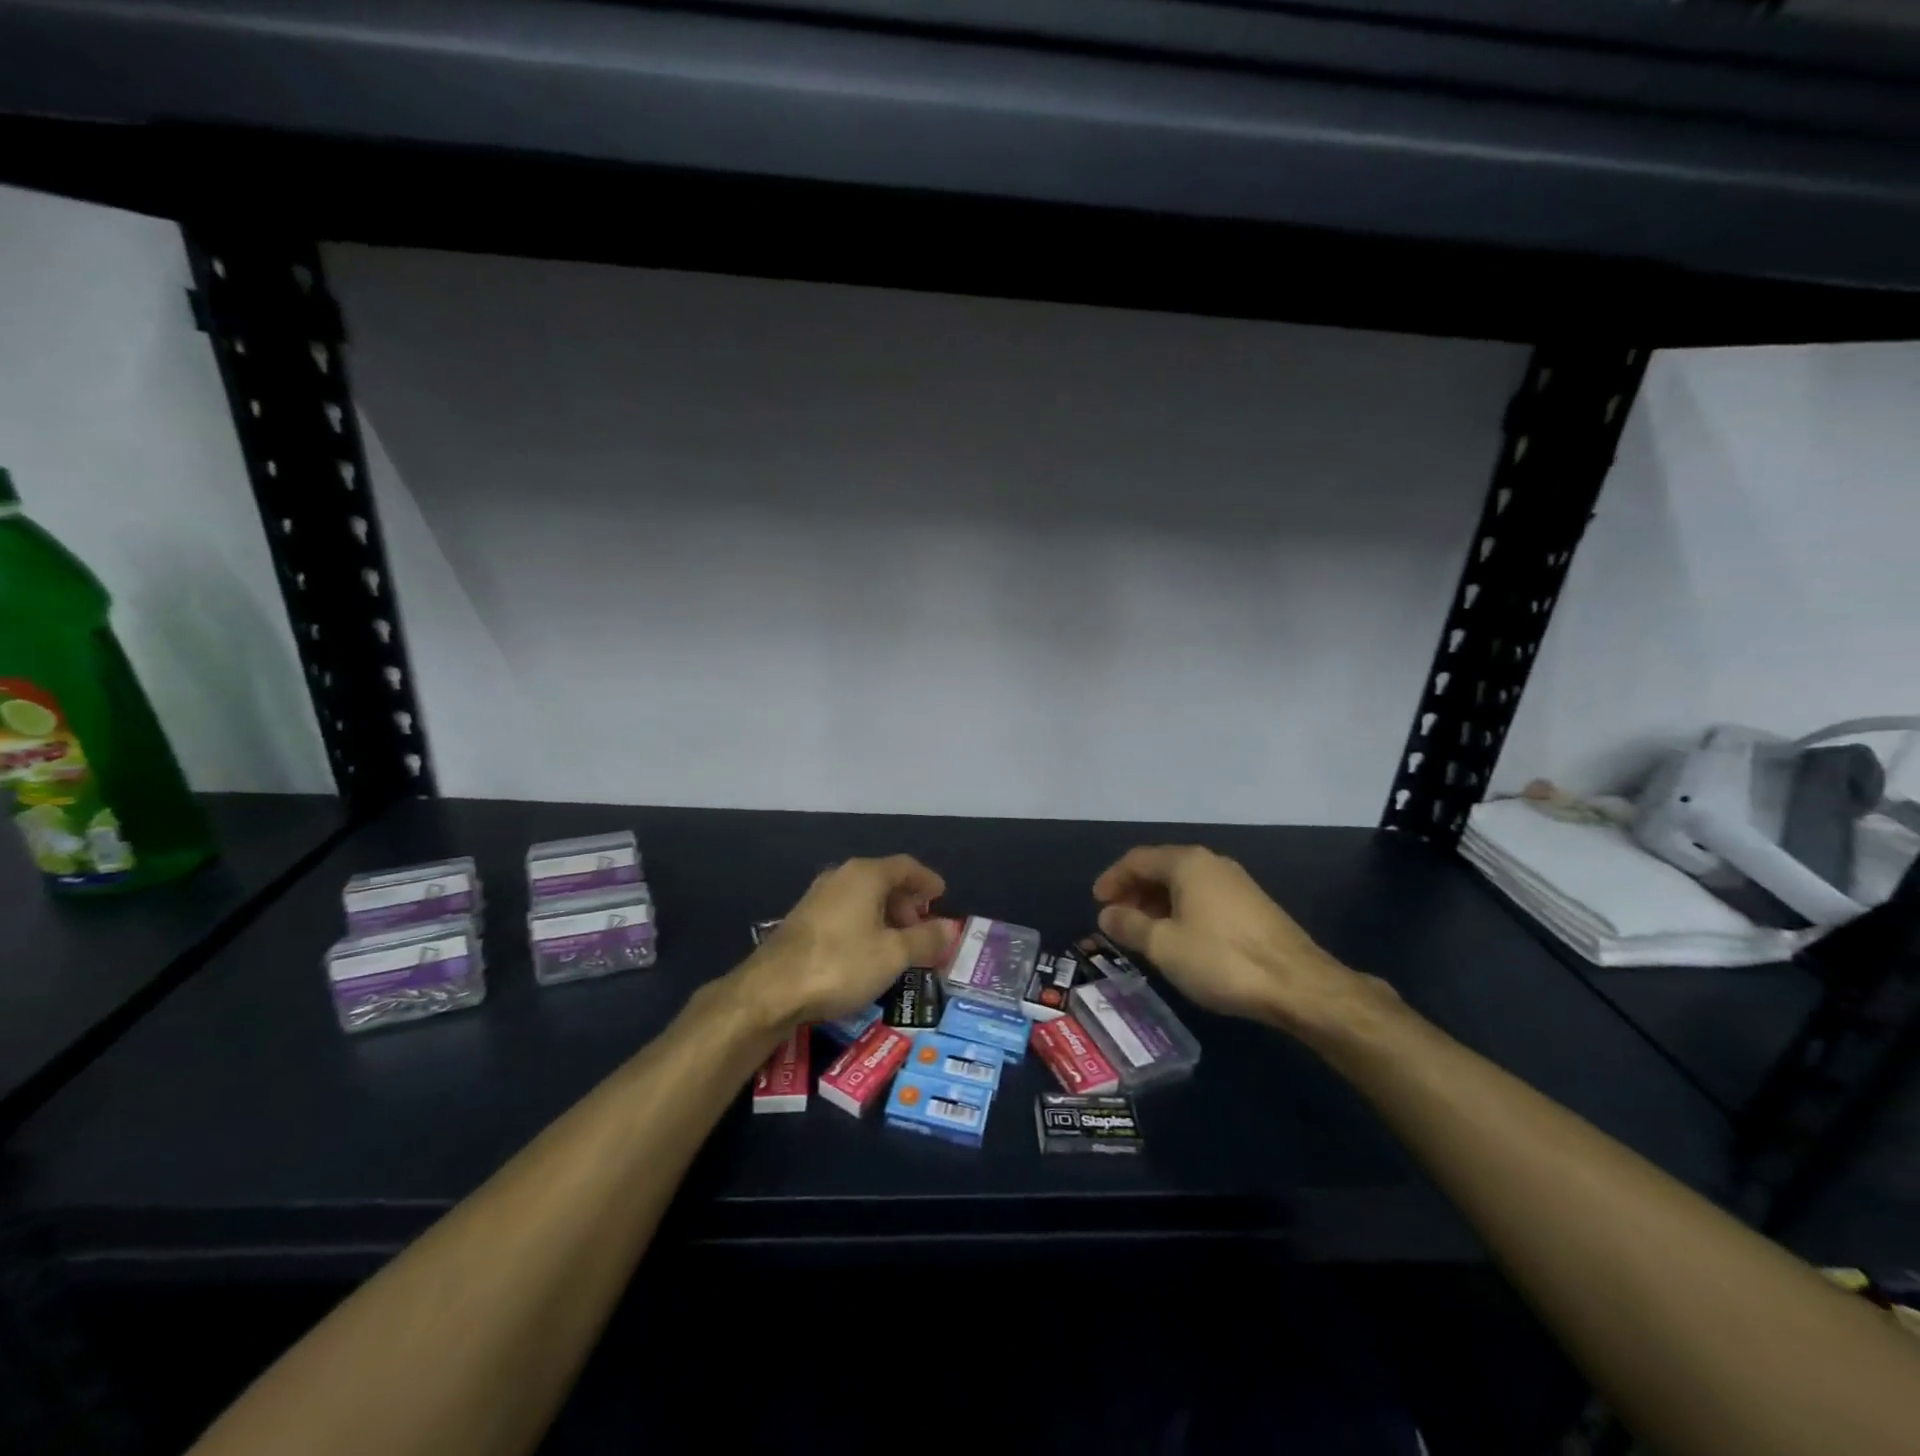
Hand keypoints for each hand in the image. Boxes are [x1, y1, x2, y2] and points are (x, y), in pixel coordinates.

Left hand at [743, 856, 950, 1025]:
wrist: (771, 989)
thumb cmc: (841, 964)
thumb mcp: (893, 955)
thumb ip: (925, 939)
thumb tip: (949, 928)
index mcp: (866, 875)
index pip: (906, 866)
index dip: (927, 880)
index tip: (942, 896)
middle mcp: (841, 876)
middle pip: (884, 879)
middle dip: (907, 902)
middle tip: (922, 929)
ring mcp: (818, 896)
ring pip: (863, 897)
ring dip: (885, 915)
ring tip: (898, 944)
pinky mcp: (803, 919)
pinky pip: (845, 911)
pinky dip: (864, 924)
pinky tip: (867, 952)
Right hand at [1092, 845, 1385, 1038]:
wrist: (1298, 985)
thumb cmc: (1221, 959)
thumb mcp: (1163, 945)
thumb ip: (1129, 925)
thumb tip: (1107, 913)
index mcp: (1187, 863)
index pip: (1137, 859)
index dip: (1112, 878)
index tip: (1097, 902)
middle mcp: (1211, 863)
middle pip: (1161, 868)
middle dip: (1134, 891)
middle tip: (1116, 918)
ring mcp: (1235, 883)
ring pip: (1183, 884)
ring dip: (1156, 903)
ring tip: (1141, 931)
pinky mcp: (1252, 906)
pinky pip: (1203, 898)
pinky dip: (1180, 911)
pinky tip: (1177, 938)